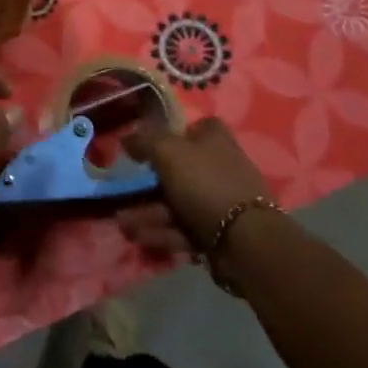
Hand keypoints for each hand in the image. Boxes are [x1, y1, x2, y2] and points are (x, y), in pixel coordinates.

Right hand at [116, 117, 273, 256]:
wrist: (244, 240)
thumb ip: (145, 139)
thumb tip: (127, 136)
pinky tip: (138, 237)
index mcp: (215, 139)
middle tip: (123, 191)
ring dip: (148, 212)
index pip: (194, 127)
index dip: (170, 133)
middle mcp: (219, 166)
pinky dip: (161, 231)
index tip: (145, 145)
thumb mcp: (169, 151)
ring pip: (177, 202)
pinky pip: (184, 227)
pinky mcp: (217, 231)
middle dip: (147, 183)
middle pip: (179, 169)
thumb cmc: (205, 183)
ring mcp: (219, 201)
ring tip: (123, 224)